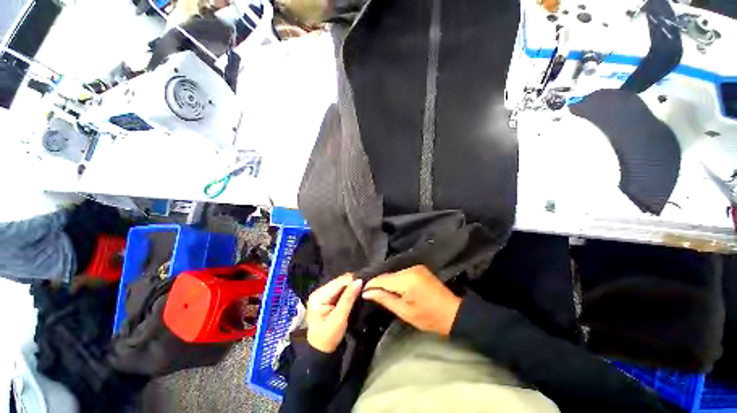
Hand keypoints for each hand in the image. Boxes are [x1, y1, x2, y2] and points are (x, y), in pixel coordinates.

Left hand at [306, 274, 362, 352]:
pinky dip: (349, 292)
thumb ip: (349, 298)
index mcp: (319, 295)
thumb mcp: (339, 317)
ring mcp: (324, 295)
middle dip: (352, 283)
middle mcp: (320, 291)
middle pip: (340, 282)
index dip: (352, 280)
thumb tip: (359, 281)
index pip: (338, 282)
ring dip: (351, 287)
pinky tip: (356, 293)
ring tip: (363, 288)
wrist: (321, 352)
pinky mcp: (328, 299)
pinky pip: (341, 291)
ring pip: (341, 286)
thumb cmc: (328, 337)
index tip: (365, 282)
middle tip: (366, 286)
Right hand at [362, 265, 460, 335]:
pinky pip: (402, 273)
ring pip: (394, 273)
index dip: (371, 284)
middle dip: (378, 283)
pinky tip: (393, 287)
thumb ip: (385, 299)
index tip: (362, 291)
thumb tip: (367, 292)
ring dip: (387, 281)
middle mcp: (410, 269)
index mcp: (406, 279)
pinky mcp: (419, 268)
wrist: (453, 313)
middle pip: (388, 275)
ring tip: (380, 291)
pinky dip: (396, 280)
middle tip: (370, 293)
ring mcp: (416, 267)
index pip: (382, 279)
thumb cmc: (428, 317)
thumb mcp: (404, 312)